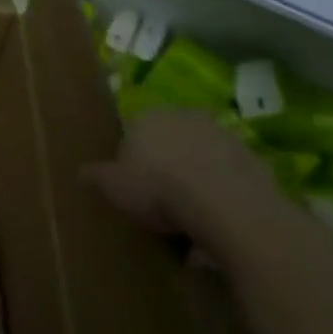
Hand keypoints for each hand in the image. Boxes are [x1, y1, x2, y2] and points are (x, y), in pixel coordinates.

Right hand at [80, 108, 270, 240]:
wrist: (225, 203)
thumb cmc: (158, 188)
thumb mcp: (114, 187)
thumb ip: (97, 177)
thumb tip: (80, 172)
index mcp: (146, 117)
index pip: (133, 132)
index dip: (132, 160)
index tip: (134, 186)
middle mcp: (183, 116)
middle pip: (170, 140)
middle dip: (167, 162)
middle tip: (163, 198)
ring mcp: (222, 134)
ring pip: (201, 155)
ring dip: (197, 176)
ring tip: (193, 213)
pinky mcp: (252, 157)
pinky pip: (229, 175)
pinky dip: (223, 191)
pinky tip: (218, 217)